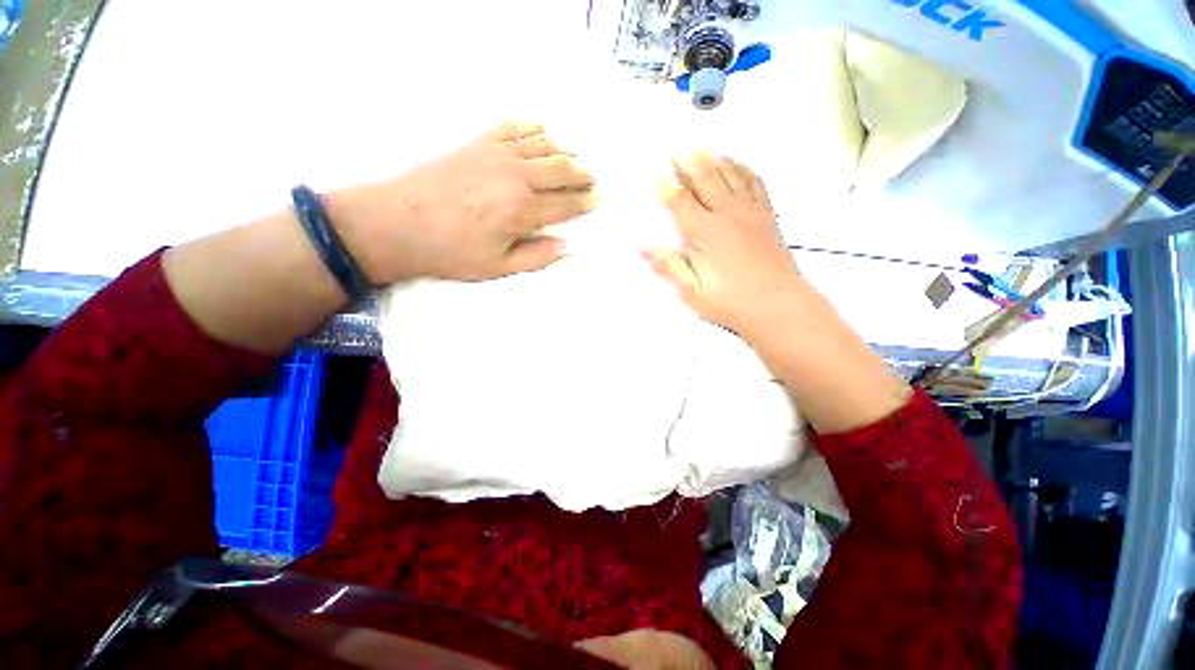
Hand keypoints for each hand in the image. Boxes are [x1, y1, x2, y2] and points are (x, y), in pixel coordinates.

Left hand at [327, 120, 598, 283]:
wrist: (397, 223)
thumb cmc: (451, 252)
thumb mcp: (498, 267)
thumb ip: (537, 257)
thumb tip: (566, 247)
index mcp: (522, 210)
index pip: (566, 204)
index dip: (587, 202)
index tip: (602, 198)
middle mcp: (516, 176)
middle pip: (560, 169)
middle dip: (582, 174)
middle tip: (593, 178)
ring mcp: (496, 154)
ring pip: (542, 145)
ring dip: (563, 151)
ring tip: (573, 158)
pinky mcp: (477, 143)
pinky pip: (512, 128)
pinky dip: (531, 127)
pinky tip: (540, 129)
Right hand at [643, 152, 802, 337]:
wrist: (778, 306)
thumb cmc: (730, 302)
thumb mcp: (692, 291)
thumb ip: (669, 266)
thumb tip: (642, 247)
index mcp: (706, 233)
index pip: (681, 203)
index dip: (666, 187)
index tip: (654, 172)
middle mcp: (728, 214)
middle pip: (706, 180)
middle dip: (689, 163)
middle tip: (677, 149)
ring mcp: (751, 212)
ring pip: (731, 176)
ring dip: (715, 160)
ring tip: (703, 149)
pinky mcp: (767, 216)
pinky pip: (755, 183)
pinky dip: (744, 170)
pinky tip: (737, 165)